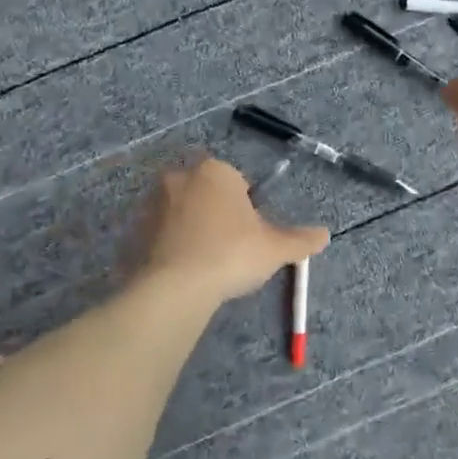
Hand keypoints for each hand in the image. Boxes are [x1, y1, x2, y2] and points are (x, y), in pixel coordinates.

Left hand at [135, 158, 328, 303]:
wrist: (175, 286)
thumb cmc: (231, 254)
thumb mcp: (275, 249)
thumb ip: (300, 240)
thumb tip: (324, 235)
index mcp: (215, 171)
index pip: (237, 181)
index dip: (246, 208)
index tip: (249, 234)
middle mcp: (179, 177)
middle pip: (205, 192)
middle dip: (216, 214)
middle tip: (229, 248)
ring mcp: (152, 202)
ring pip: (180, 212)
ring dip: (191, 229)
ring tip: (204, 264)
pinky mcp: (133, 229)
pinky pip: (159, 234)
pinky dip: (169, 247)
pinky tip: (182, 272)